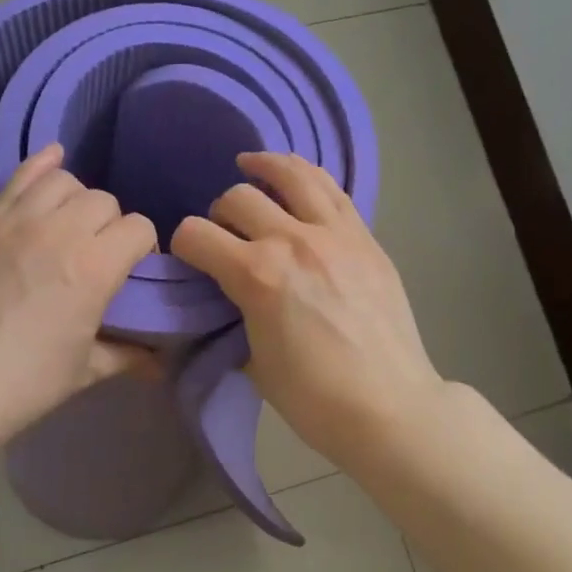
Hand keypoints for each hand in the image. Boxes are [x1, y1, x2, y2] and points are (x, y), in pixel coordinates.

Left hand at [0, 144, 157, 448]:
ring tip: (72, 227)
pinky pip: (20, 176)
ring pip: (66, 181)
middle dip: (113, 226)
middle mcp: (60, 232)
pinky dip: (41, 165)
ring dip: (79, 200)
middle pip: (105, 202)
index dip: (144, 248)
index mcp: (94, 268)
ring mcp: (18, 222)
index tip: (134, 272)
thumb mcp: (85, 371)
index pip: (139, 228)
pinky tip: (53, 162)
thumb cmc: (24, 383)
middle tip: (100, 257)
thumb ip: (128, 355)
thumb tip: (159, 362)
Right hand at [171, 152, 447, 467]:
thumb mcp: (254, 362)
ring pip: (292, 174)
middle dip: (219, 213)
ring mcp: (336, 234)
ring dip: (264, 167)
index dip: (182, 244)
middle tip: (225, 233)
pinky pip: (333, 190)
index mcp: (257, 276)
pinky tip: (298, 178)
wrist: (389, 407)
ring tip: (251, 164)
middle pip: (238, 198)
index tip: (187, 257)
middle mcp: (293, 241)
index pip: (196, 235)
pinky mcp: (366, 238)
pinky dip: (307, 176)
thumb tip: (235, 299)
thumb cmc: (313, 398)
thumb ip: (238, 317)